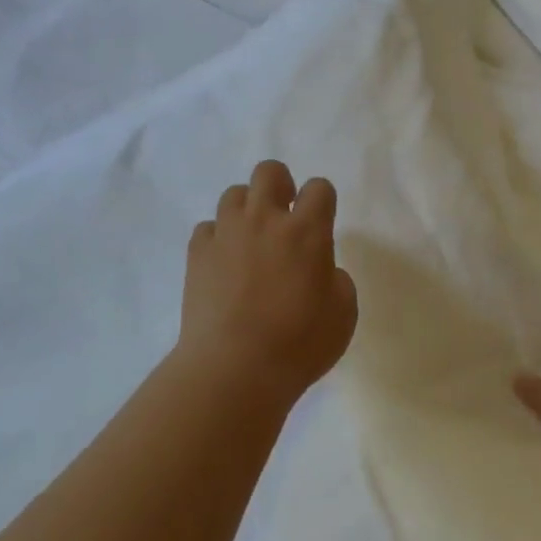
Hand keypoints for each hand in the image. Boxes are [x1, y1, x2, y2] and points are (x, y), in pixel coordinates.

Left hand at [180, 160, 358, 403]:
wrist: (234, 369)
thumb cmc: (299, 343)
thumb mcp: (343, 313)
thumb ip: (337, 280)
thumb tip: (321, 271)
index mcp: (307, 231)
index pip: (319, 187)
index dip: (322, 200)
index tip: (321, 221)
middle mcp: (265, 220)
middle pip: (269, 172)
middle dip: (280, 185)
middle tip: (285, 216)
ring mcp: (227, 234)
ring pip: (234, 194)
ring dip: (247, 210)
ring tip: (251, 240)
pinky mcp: (197, 254)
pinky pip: (207, 228)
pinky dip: (217, 239)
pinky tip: (224, 262)